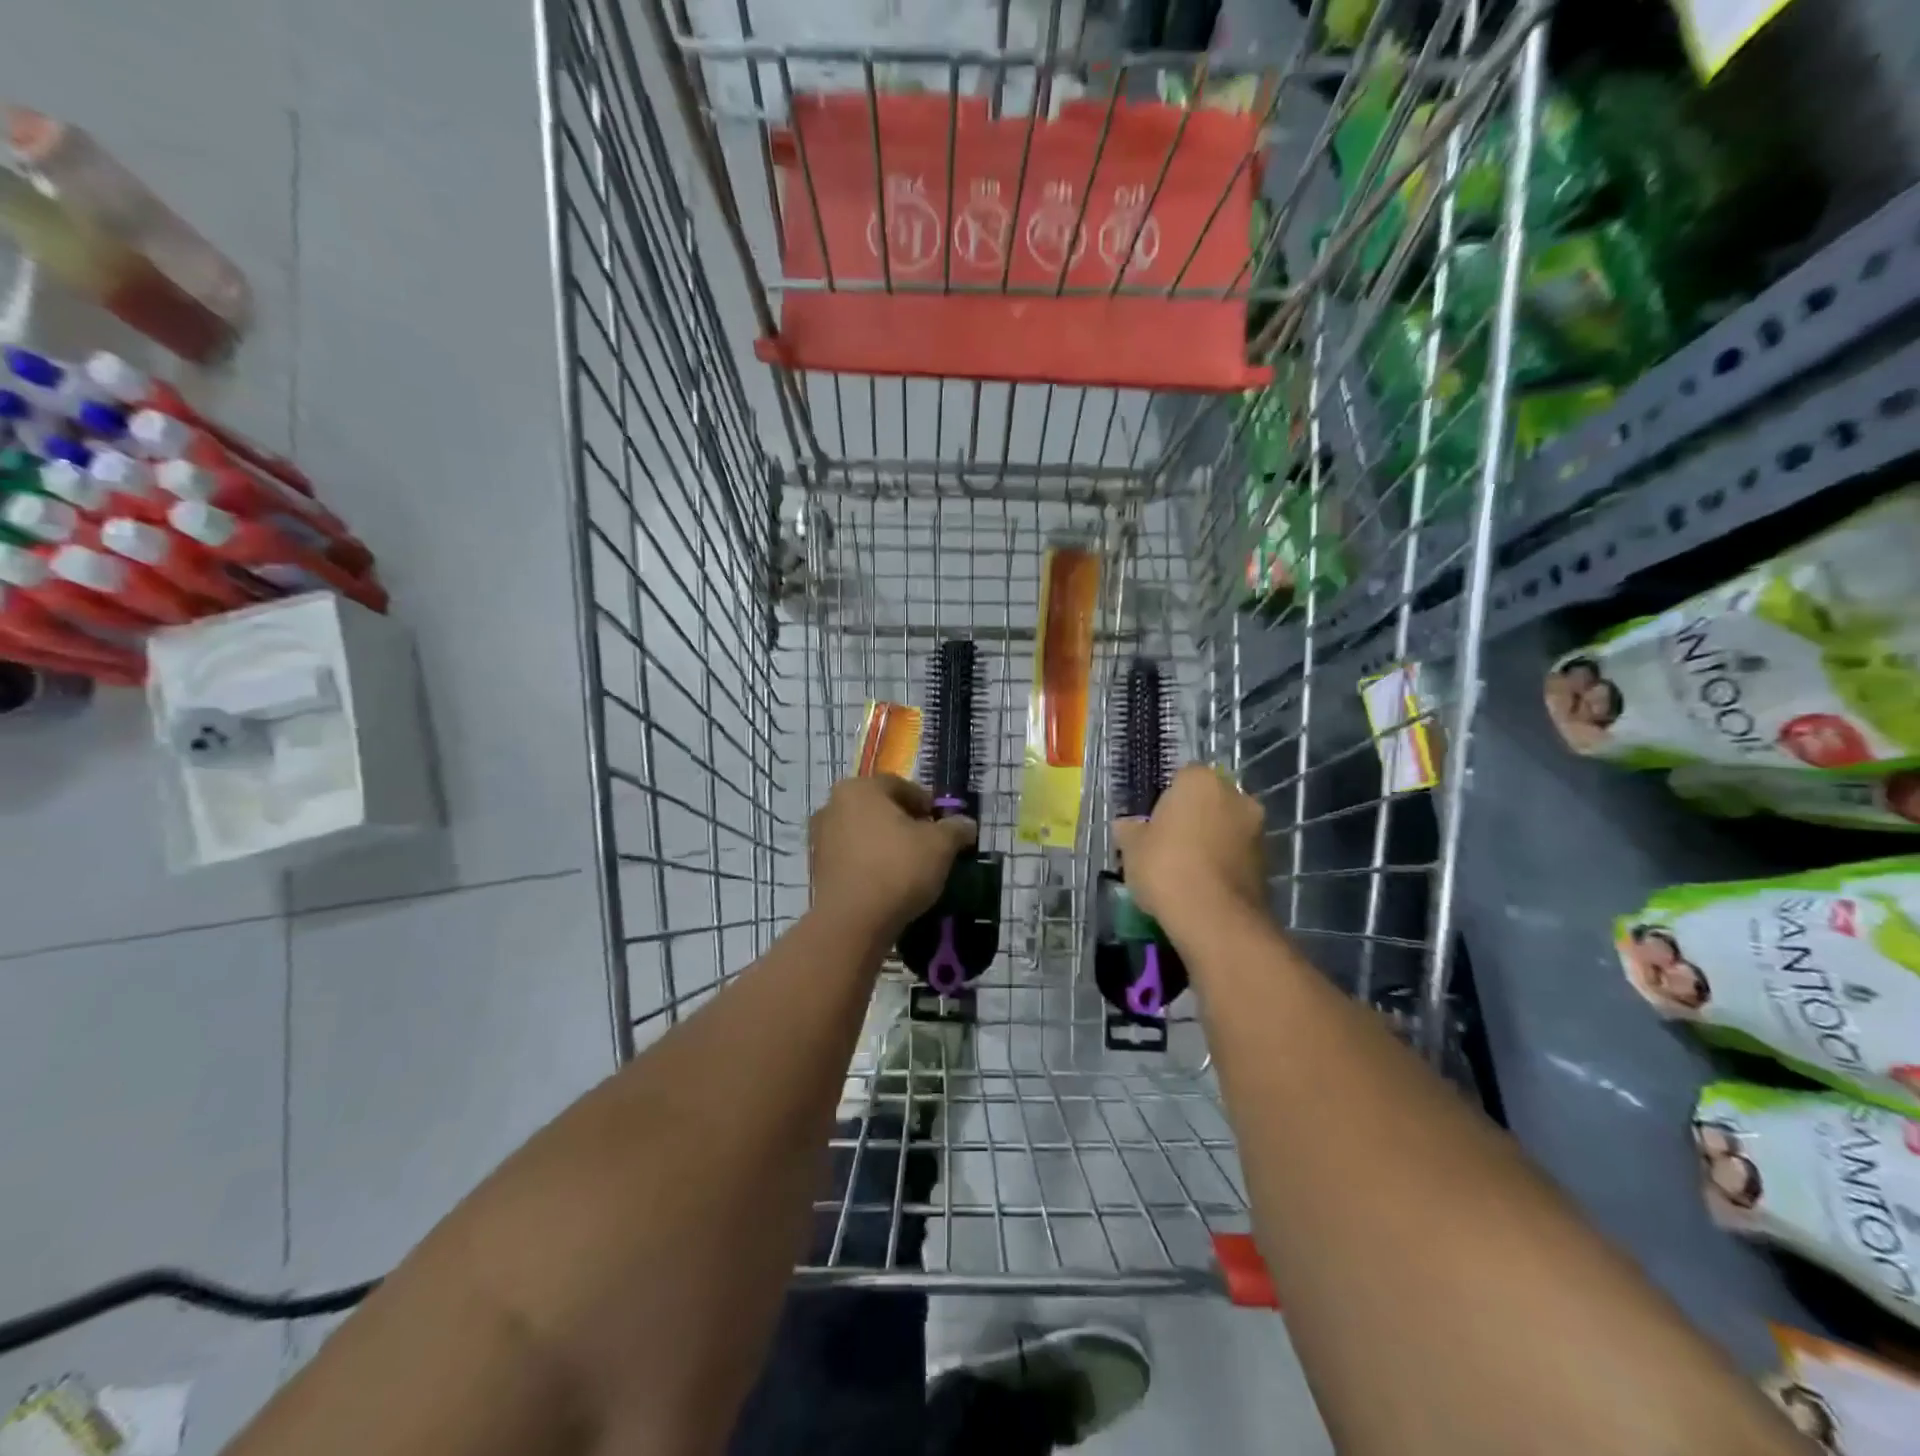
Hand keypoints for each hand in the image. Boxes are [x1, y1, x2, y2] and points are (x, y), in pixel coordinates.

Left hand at [810, 776, 977, 938]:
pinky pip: (852, 857)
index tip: (942, 824)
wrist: (853, 922)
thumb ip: (955, 828)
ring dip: (886, 843)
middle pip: (879, 808)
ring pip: (863, 833)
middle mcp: (833, 805)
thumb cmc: (898, 868)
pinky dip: (870, 863)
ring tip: (910, 866)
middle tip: (929, 843)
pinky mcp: (817, 868)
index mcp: (859, 788)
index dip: (926, 803)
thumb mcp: (940, 845)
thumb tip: (966, 824)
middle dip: (904, 822)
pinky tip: (888, 881)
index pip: (900, 786)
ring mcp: (820, 838)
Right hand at [1113, 764, 1269, 942]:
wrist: (1214, 918)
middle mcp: (1236, 796)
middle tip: (1169, 845)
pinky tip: (1204, 887)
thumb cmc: (1166, 867)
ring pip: (1227, 829)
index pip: (1182, 778)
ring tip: (1187, 871)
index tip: (1153, 823)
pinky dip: (1224, 865)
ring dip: (1212, 842)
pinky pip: (1238, 855)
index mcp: (1201, 781)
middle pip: (1209, 801)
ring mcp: (1257, 830)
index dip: (1166, 800)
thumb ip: (1129, 830)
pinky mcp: (1269, 862)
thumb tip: (1127, 826)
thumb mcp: (1131, 848)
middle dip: (1194, 818)